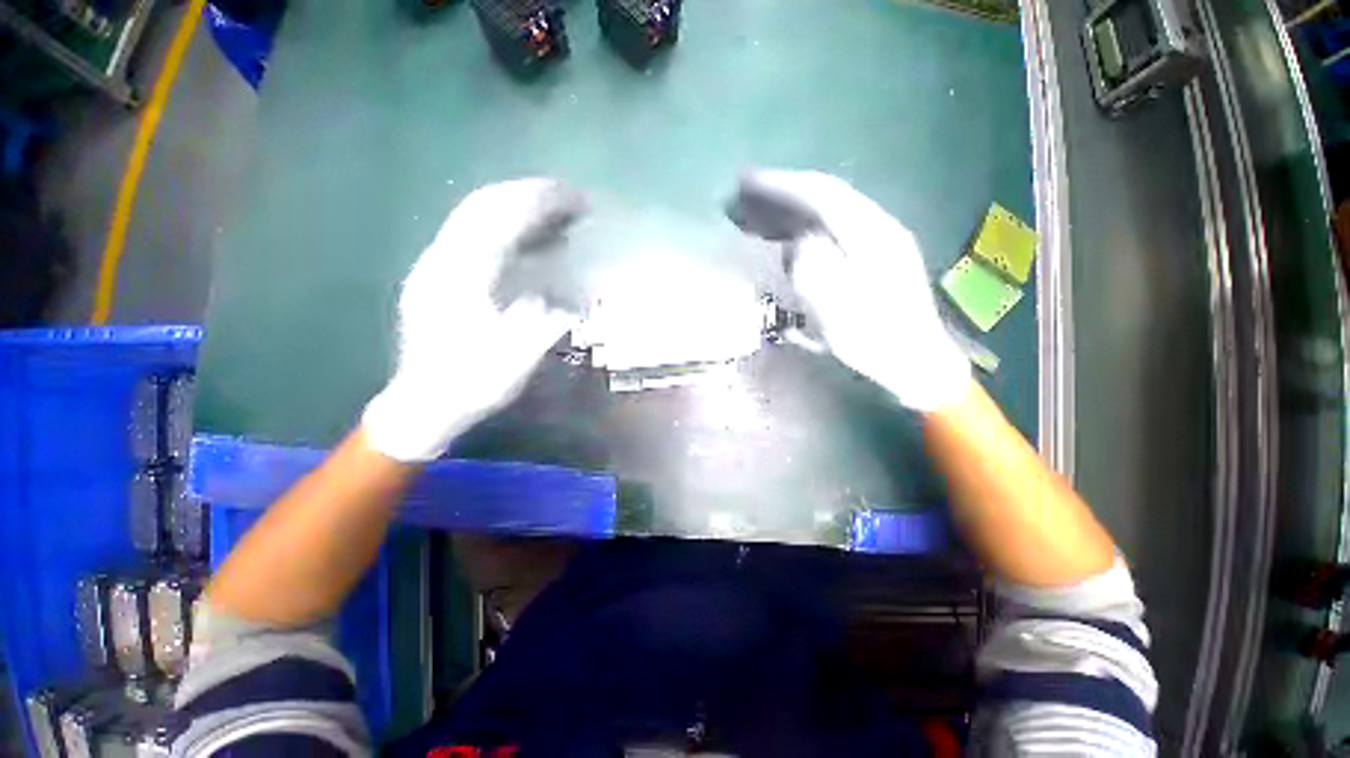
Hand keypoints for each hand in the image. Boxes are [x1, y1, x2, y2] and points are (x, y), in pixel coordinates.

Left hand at [362, 179, 582, 461]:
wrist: (424, 404)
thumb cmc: (471, 383)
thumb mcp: (516, 358)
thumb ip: (543, 320)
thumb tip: (570, 294)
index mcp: (461, 277)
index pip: (500, 218)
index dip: (539, 201)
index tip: (575, 198)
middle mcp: (442, 260)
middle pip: (483, 206)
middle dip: (528, 195)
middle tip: (569, 199)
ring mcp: (435, 266)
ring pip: (475, 218)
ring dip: (516, 208)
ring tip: (555, 214)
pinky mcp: (437, 277)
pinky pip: (472, 236)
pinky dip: (505, 229)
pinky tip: (528, 242)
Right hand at [728, 170, 968, 411]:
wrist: (915, 362)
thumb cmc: (873, 338)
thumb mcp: (837, 307)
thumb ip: (814, 266)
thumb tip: (799, 243)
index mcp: (871, 233)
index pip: (821, 193)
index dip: (782, 185)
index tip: (747, 183)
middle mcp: (878, 227)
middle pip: (826, 197)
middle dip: (784, 193)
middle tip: (745, 197)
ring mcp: (880, 241)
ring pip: (830, 213)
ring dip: (793, 209)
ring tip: (759, 216)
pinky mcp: (876, 259)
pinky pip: (834, 231)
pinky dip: (806, 228)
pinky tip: (790, 239)